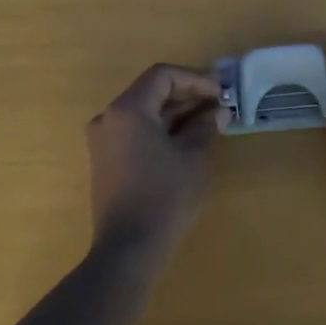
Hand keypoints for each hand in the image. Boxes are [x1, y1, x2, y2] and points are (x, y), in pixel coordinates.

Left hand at [86, 63, 221, 260]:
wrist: (128, 248)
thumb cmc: (164, 196)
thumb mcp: (192, 156)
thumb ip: (204, 126)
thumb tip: (218, 111)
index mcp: (128, 109)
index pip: (163, 76)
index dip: (195, 78)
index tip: (221, 91)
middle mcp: (109, 118)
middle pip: (152, 91)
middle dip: (187, 94)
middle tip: (220, 102)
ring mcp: (104, 140)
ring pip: (145, 111)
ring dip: (177, 112)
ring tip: (211, 119)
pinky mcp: (107, 159)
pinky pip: (137, 131)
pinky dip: (162, 128)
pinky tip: (188, 137)